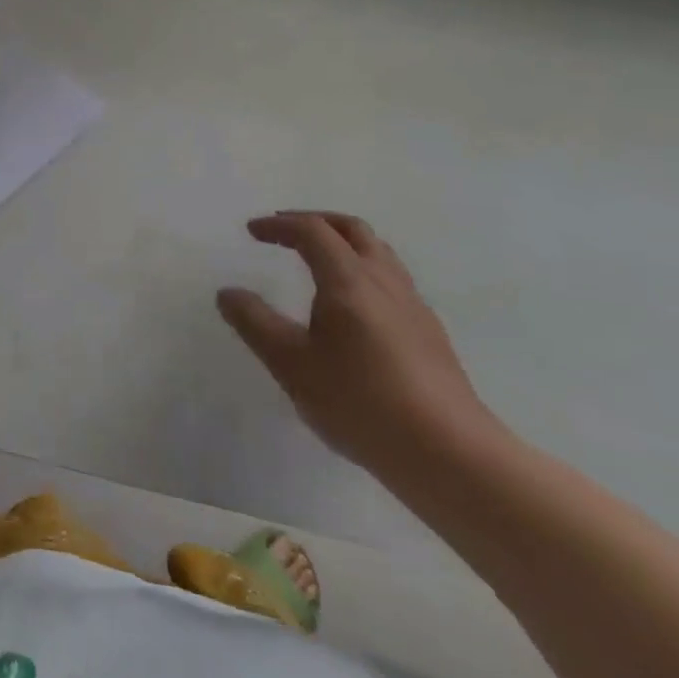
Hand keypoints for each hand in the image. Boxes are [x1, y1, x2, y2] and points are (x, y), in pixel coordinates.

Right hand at [218, 212, 500, 488]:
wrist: (451, 456)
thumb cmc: (361, 403)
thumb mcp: (291, 364)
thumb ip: (255, 323)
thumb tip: (227, 292)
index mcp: (349, 279)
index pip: (312, 231)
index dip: (279, 225)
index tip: (251, 231)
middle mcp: (384, 281)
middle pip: (352, 229)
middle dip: (315, 221)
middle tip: (285, 231)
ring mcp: (413, 307)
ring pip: (378, 253)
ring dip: (343, 243)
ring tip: (317, 261)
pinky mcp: (430, 334)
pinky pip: (392, 280)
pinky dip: (363, 270)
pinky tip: (352, 307)